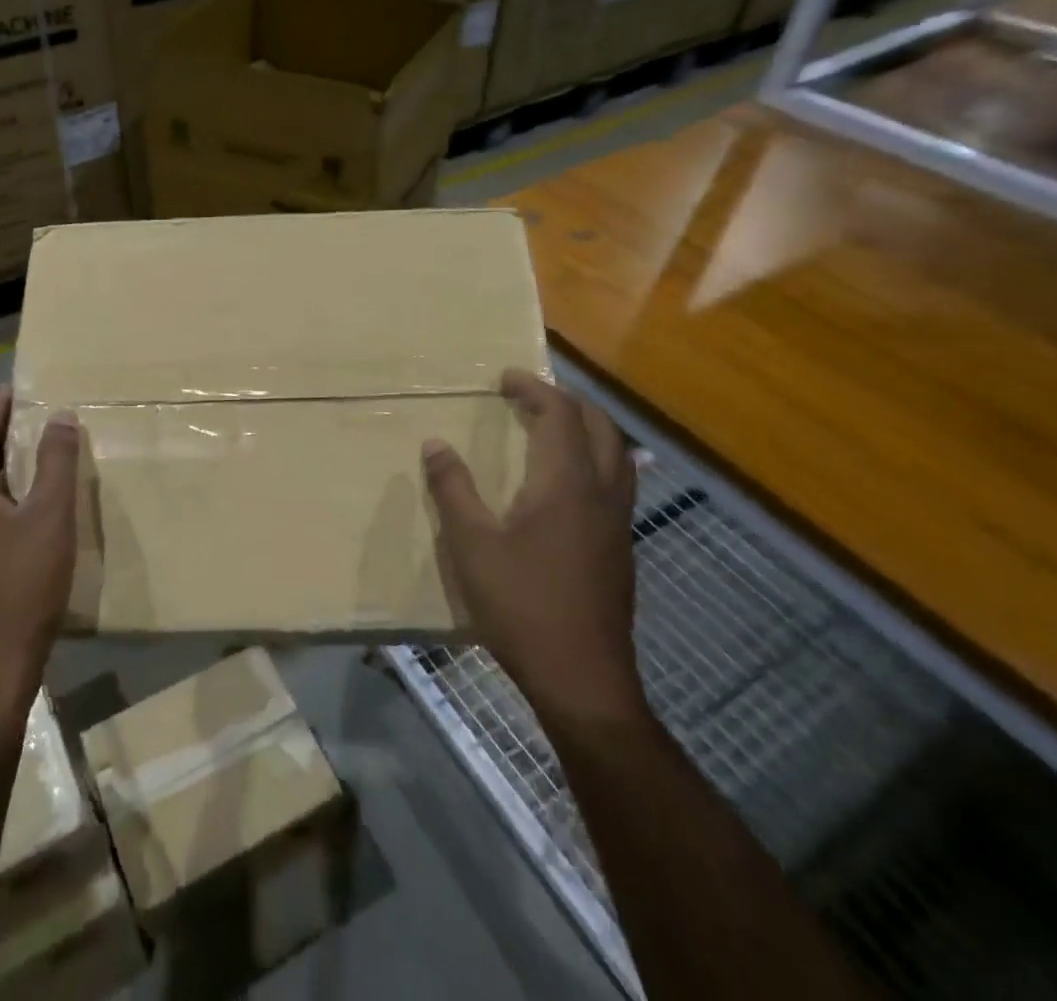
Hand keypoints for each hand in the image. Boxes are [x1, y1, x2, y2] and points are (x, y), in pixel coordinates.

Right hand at [424, 371, 645, 727]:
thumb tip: (435, 444)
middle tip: (530, 395)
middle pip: (600, 426)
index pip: (560, 415)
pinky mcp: (620, 548)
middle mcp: (601, 493)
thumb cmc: (522, 605)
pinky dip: (595, 458)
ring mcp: (617, 523)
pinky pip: (617, 481)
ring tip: (553, 426)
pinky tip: (568, 481)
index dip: (534, 389)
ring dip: (587, 427)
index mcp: (566, 484)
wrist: (582, 679)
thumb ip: (453, 489)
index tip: (505, 378)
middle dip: (567, 401)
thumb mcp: (471, 545)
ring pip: (616, 454)